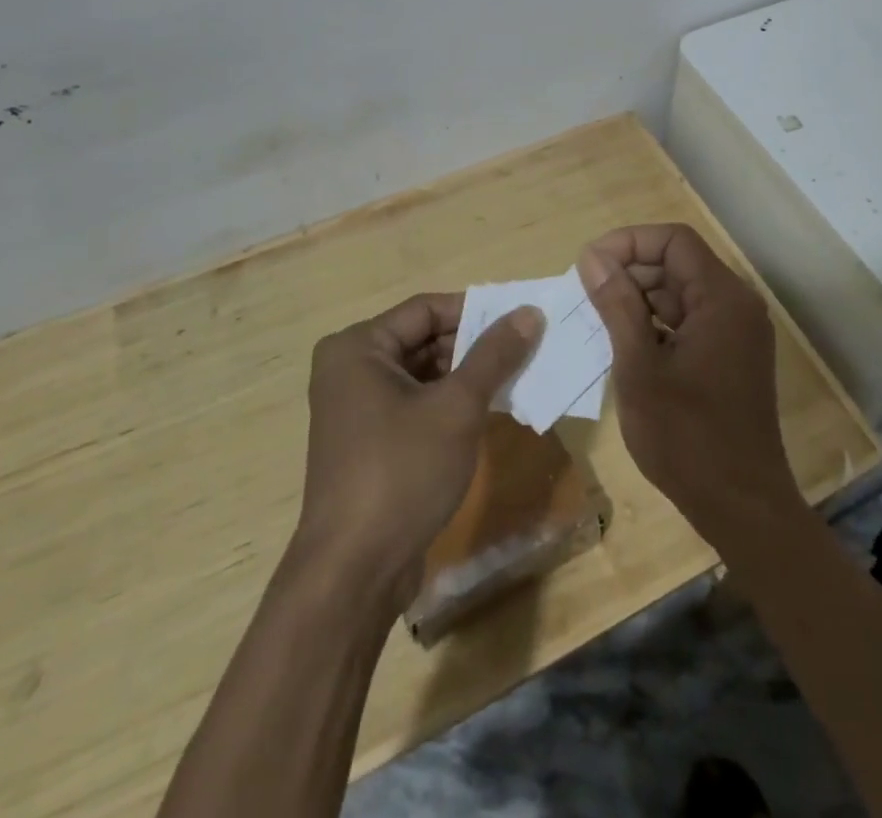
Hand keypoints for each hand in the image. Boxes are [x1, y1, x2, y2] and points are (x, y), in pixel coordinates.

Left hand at [294, 294, 541, 610]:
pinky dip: (450, 404)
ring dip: (467, 376)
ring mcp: (357, 408)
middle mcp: (351, 369)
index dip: (475, 311)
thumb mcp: (457, 407)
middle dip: (474, 346)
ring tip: (517, 378)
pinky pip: (416, 405)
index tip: (521, 319)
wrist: (353, 572)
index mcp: (358, 347)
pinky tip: (489, 412)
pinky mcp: (370, 442)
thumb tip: (530, 312)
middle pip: (424, 339)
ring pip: (423, 374)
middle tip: (526, 349)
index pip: (426, 309)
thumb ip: (494, 355)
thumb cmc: (402, 473)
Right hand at [580, 225, 800, 539]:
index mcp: (722, 298)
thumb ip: (617, 305)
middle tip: (586, 295)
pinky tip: (624, 344)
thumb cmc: (687, 437)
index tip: (589, 264)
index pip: (674, 240)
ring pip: (681, 292)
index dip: (629, 242)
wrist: (741, 507)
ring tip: (597, 319)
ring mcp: (736, 332)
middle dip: (630, 270)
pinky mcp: (730, 356)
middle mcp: (736, 305)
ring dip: (639, 298)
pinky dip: (656, 324)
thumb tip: (592, 257)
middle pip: (678, 263)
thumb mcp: (639, 367)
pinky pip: (689, 321)